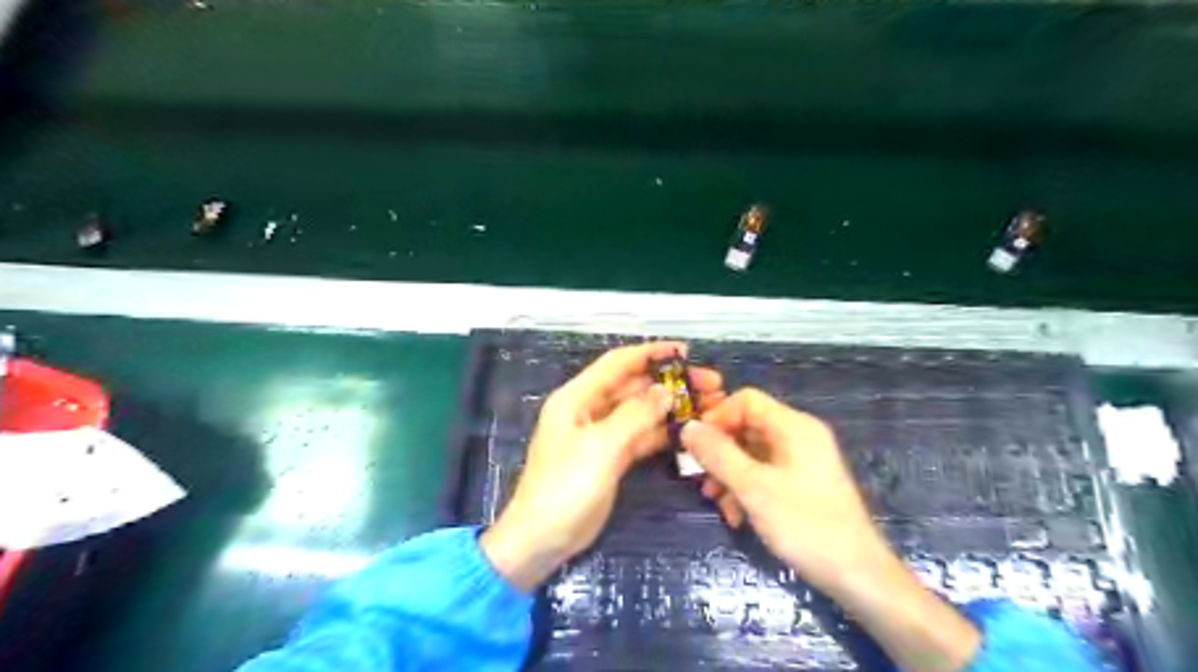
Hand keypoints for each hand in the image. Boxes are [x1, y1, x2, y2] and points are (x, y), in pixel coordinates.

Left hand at [480, 344, 718, 590]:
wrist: (542, 538)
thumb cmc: (566, 486)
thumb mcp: (602, 446)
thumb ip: (636, 414)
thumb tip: (666, 390)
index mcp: (578, 397)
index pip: (618, 363)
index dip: (651, 353)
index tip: (686, 351)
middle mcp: (589, 410)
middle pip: (634, 386)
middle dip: (670, 382)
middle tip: (711, 384)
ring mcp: (601, 435)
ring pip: (641, 411)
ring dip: (671, 407)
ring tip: (710, 405)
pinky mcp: (610, 457)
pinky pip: (641, 436)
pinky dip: (663, 432)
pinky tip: (690, 430)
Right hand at [678, 389, 881, 591]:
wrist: (856, 575)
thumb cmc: (804, 524)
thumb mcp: (754, 488)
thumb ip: (718, 454)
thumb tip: (688, 427)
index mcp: (794, 426)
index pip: (746, 400)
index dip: (717, 417)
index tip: (696, 445)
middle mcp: (799, 435)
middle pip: (747, 426)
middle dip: (720, 450)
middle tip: (700, 477)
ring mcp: (802, 460)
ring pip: (752, 452)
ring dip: (729, 473)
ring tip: (715, 501)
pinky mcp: (802, 483)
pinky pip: (765, 472)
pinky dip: (746, 488)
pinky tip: (736, 516)